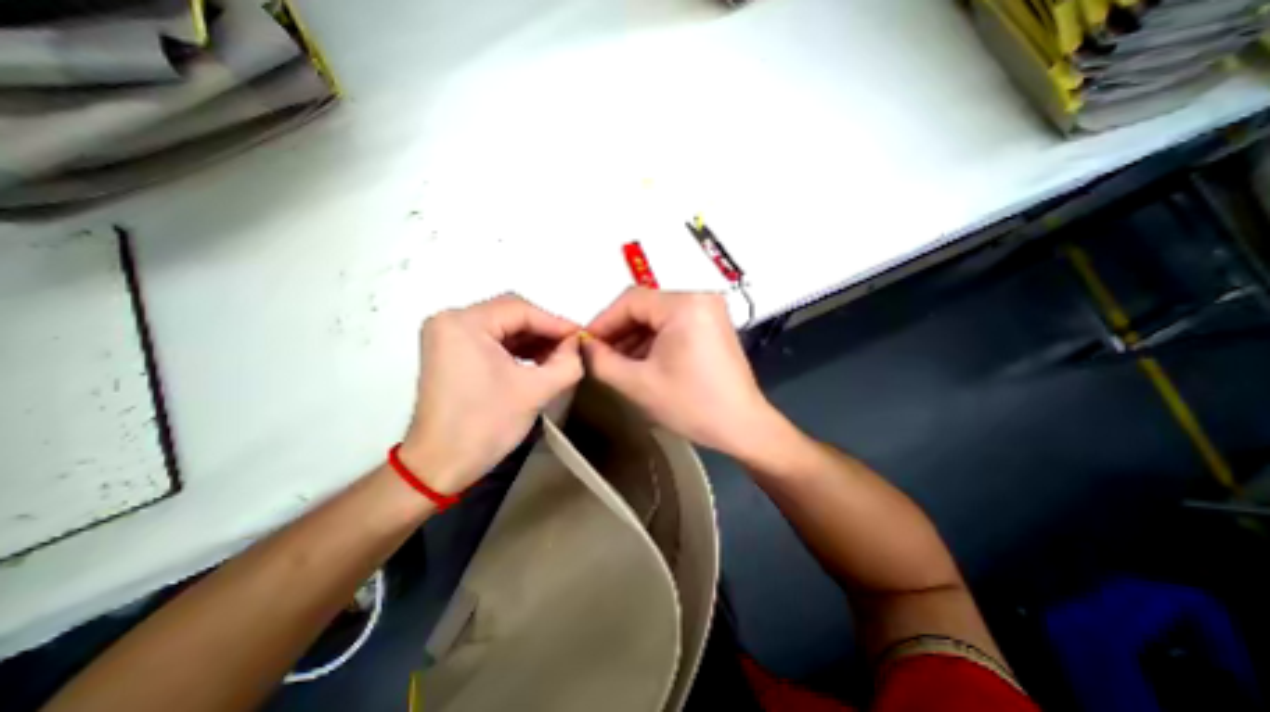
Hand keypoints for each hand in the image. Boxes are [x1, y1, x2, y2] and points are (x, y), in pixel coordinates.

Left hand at [401, 295, 584, 495]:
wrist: (440, 465)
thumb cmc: (486, 424)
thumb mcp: (536, 391)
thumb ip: (567, 362)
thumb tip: (577, 343)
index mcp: (464, 323)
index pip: (520, 310)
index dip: (556, 322)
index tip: (582, 336)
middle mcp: (451, 321)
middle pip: (510, 314)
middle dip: (544, 330)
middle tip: (572, 346)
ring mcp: (448, 336)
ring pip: (503, 327)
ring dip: (533, 339)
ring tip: (560, 355)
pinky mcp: (451, 352)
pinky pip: (492, 340)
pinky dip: (517, 349)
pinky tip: (539, 361)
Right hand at [579, 286, 780, 459]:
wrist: (742, 427)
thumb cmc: (691, 405)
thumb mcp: (638, 384)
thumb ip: (601, 361)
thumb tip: (583, 346)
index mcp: (685, 304)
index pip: (631, 301)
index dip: (603, 322)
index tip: (584, 344)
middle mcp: (700, 298)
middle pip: (646, 307)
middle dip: (619, 331)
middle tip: (598, 355)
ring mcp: (709, 311)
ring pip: (659, 317)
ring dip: (635, 337)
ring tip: (615, 362)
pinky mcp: (713, 326)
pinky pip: (674, 325)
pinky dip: (654, 341)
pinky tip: (640, 361)